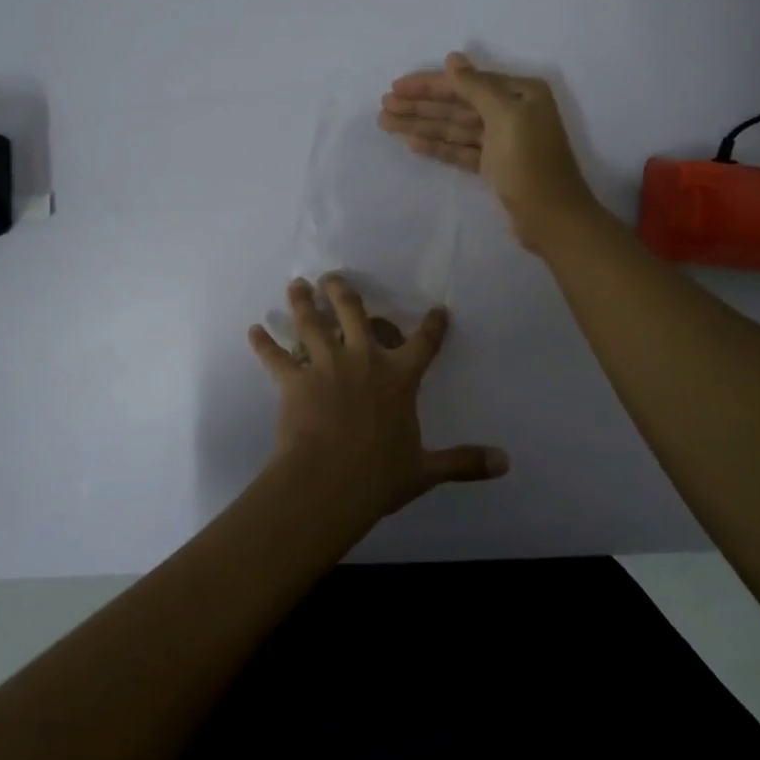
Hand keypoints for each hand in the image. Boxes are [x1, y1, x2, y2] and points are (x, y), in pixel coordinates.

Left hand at [247, 273, 508, 518]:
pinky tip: (253, 330)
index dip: (433, 325)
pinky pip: (275, 357)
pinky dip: (263, 344)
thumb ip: (464, 462)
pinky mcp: (294, 380)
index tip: (438, 309)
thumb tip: (505, 464)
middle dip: (343, 291)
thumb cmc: (380, 474)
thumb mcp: (426, 469)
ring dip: (302, 303)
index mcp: (399, 376)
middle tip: (333, 276)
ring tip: (296, 285)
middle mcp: (363, 359)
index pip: (424, 343)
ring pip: (311, 323)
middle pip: (353, 313)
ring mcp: (325, 365)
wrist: (329, 482)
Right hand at [379, 51, 599, 250]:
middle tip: (383, 107)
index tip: (395, 87)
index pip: (465, 83)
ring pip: (455, 128)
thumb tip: (453, 58)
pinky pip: (460, 149)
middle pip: (457, 105)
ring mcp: (502, 141)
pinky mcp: (493, 166)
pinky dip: (437, 146)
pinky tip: (412, 143)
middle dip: (420, 106)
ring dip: (422, 125)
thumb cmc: (530, 162)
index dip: (428, 85)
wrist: (551, 218)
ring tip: (387, 124)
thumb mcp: (505, 116)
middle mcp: (512, 112)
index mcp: (520, 93)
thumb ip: (476, 86)